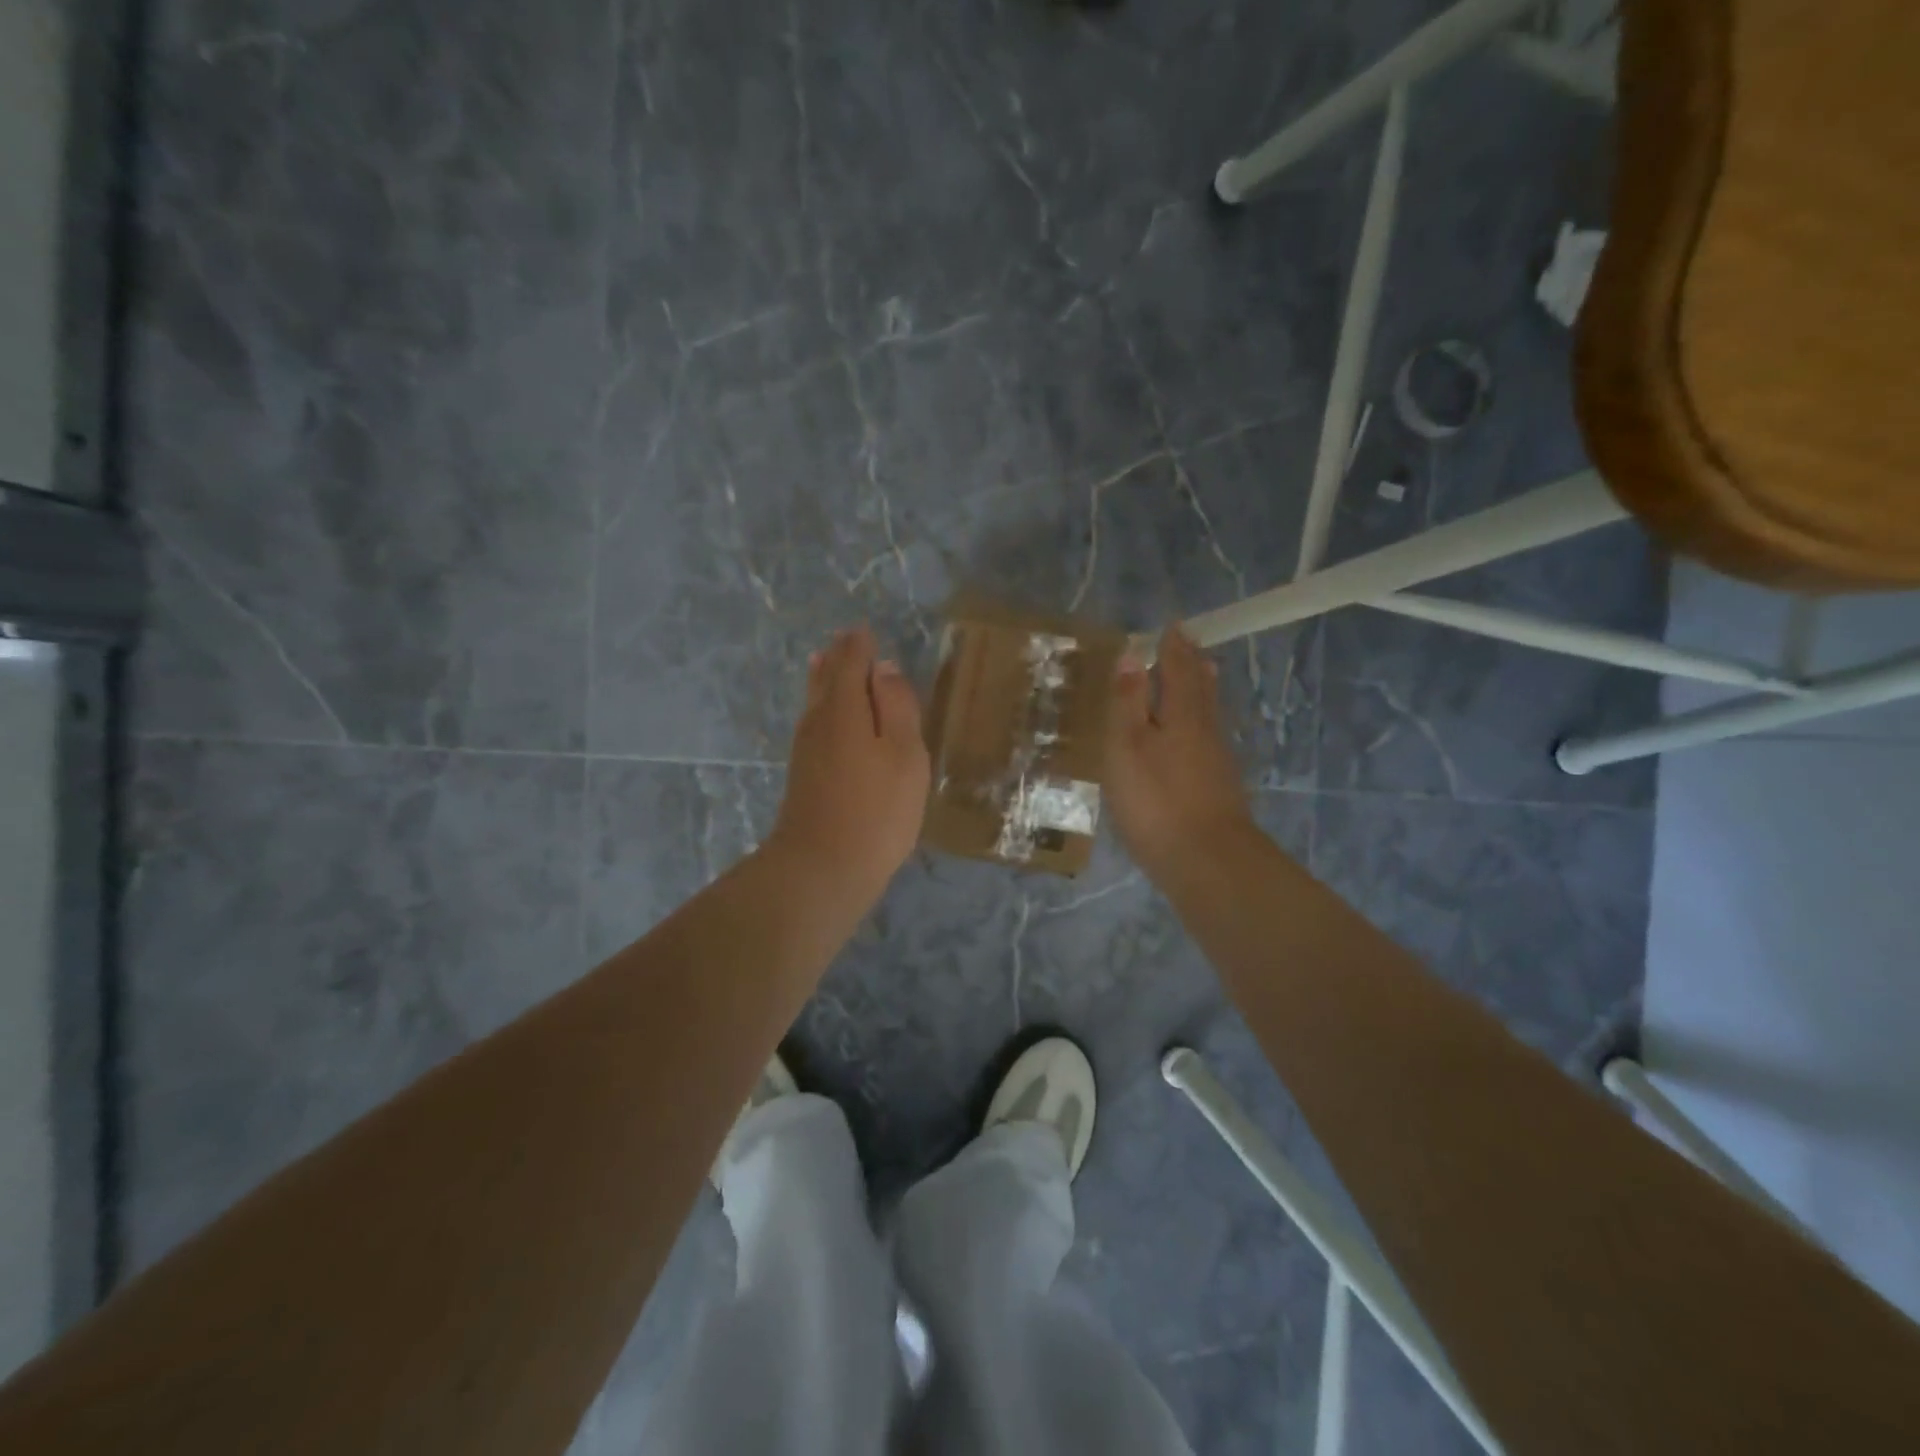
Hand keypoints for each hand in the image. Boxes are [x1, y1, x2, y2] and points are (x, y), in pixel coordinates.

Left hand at [767, 625, 930, 898]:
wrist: (822, 868)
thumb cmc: (876, 809)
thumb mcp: (904, 754)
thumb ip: (897, 706)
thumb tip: (885, 668)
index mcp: (844, 708)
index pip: (851, 662)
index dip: (860, 644)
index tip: (865, 630)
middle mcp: (818, 721)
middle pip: (826, 678)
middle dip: (838, 658)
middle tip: (848, 641)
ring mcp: (806, 749)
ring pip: (816, 701)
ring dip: (826, 679)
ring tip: (831, 662)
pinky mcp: (804, 775)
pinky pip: (815, 723)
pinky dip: (823, 706)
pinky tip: (828, 716)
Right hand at [1104, 626, 1253, 877]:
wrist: (1207, 861)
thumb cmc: (1157, 799)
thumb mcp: (1128, 745)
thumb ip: (1129, 701)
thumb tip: (1132, 654)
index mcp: (1182, 713)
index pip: (1179, 669)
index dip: (1174, 647)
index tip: (1172, 627)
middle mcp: (1206, 730)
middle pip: (1202, 688)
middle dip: (1193, 664)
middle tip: (1189, 645)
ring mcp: (1217, 761)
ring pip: (1209, 713)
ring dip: (1201, 691)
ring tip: (1197, 677)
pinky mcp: (1219, 788)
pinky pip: (1208, 738)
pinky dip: (1200, 723)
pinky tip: (1194, 736)